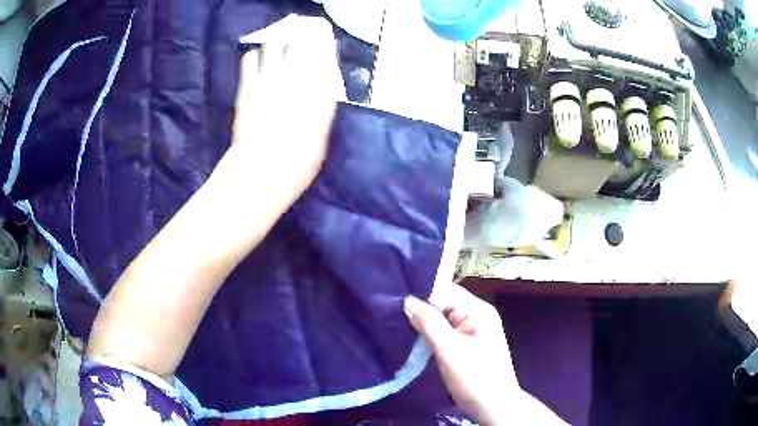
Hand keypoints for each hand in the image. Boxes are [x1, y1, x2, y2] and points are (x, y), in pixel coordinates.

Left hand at [214, 16, 343, 207]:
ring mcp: (270, 78)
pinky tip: (256, 62)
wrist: (264, 168)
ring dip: (278, 44)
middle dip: (302, 39)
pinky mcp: (248, 85)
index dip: (325, 45)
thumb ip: (321, 107)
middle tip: (299, 40)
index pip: (325, 54)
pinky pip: (250, 59)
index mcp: (320, 87)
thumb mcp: (321, 133)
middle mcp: (297, 76)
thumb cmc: (300, 159)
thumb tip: (320, 91)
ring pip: (275, 44)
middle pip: (301, 43)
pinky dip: (254, 57)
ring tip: (277, 47)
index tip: (324, 42)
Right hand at [405, 286, 565, 424]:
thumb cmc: (475, 379)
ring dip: (424, 323)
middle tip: (392, 314)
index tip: (394, 301)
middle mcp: (477, 315)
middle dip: (421, 309)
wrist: (494, 407)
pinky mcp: (468, 344)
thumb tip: (408, 300)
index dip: (422, 295)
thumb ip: (429, 323)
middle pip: (444, 303)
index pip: (446, 291)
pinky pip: (445, 331)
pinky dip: (431, 334)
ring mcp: (474, 330)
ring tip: (398, 325)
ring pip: (443, 318)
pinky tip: (415, 339)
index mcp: (479, 310)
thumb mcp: (450, 351)